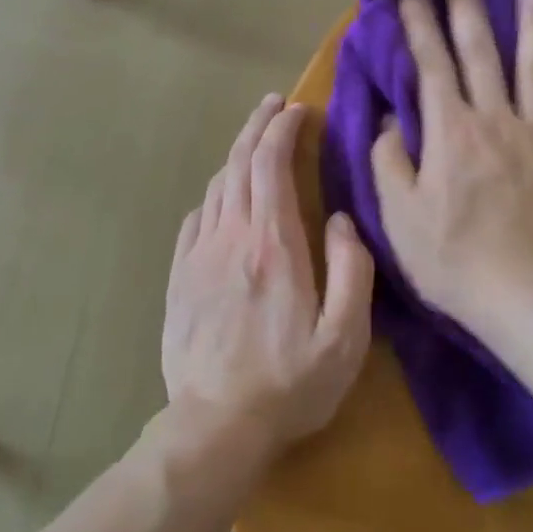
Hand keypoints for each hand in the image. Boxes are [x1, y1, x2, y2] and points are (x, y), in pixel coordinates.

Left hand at [162, 95, 374, 460]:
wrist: (216, 426)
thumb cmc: (291, 384)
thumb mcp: (346, 337)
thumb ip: (352, 271)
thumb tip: (344, 220)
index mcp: (274, 245)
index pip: (271, 165)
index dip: (283, 128)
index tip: (298, 109)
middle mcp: (231, 237)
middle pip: (238, 164)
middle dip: (257, 126)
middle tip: (274, 105)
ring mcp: (199, 256)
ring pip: (215, 187)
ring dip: (236, 155)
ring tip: (253, 141)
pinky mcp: (179, 277)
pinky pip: (195, 219)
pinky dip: (214, 194)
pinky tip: (223, 196)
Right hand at [372, 0, 532, 336]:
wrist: (527, 296)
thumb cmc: (452, 259)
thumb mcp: (399, 215)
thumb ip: (389, 160)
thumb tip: (388, 118)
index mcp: (450, 131)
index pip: (431, 64)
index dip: (418, 23)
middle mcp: (496, 120)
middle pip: (481, 52)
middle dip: (466, 8)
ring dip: (532, 28)